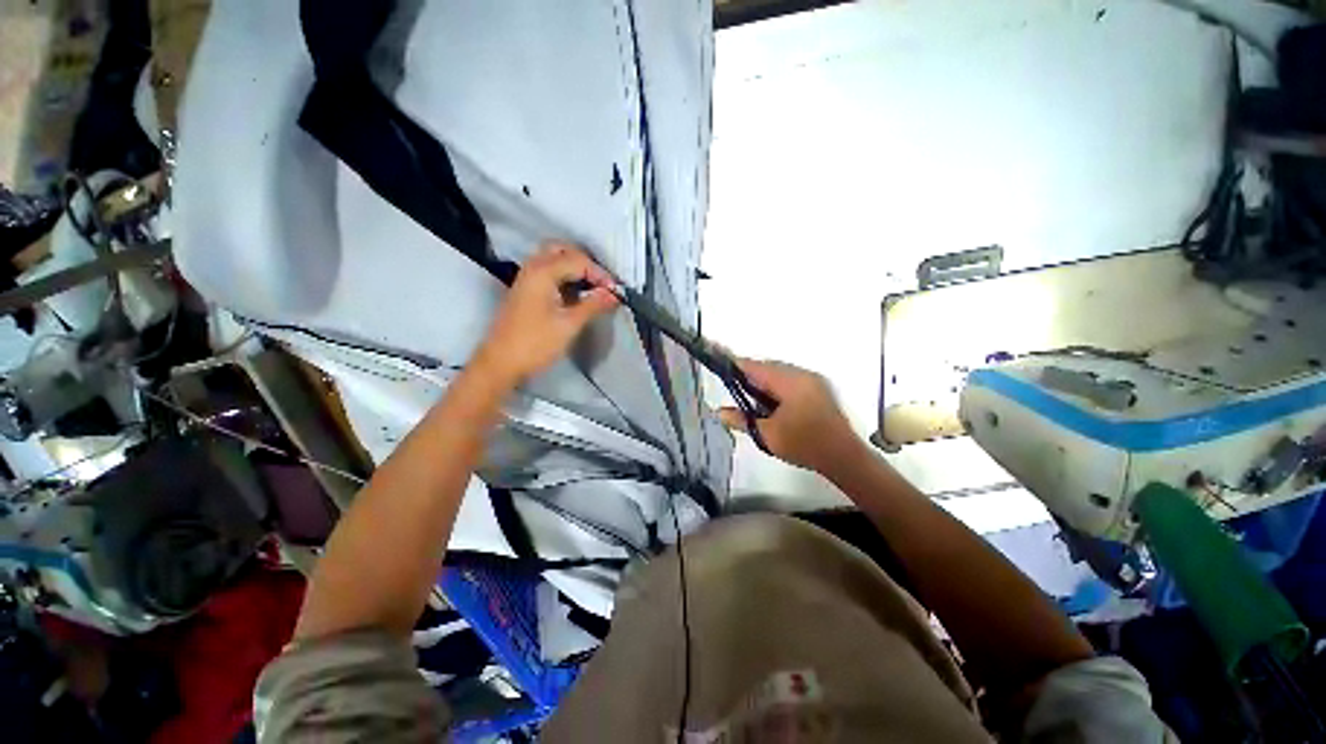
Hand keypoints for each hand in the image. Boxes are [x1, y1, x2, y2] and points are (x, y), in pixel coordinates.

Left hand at [472, 242, 617, 387]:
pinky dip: (564, 276)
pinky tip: (576, 293)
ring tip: (593, 288)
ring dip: (574, 268)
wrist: (501, 363)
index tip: (615, 292)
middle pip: (563, 250)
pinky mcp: (525, 290)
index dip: (600, 274)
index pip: (578, 260)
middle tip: (602, 283)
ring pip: (554, 259)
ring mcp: (526, 278)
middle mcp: (532, 267)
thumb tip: (614, 294)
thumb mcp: (569, 324)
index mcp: (543, 271)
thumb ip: (593, 305)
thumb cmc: (536, 343)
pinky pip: (548, 272)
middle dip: (585, 263)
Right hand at [718, 359, 863, 473]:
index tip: (719, 367)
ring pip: (779, 374)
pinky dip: (775, 388)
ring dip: (763, 383)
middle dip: (749, 377)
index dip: (735, 366)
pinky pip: (790, 381)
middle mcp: (802, 375)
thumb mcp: (767, 435)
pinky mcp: (817, 390)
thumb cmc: (804, 444)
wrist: (844, 458)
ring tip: (749, 399)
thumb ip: (742, 420)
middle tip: (732, 390)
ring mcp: (812, 382)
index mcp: (789, 381)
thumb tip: (719, 412)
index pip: (755, 367)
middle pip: (767, 368)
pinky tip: (769, 404)